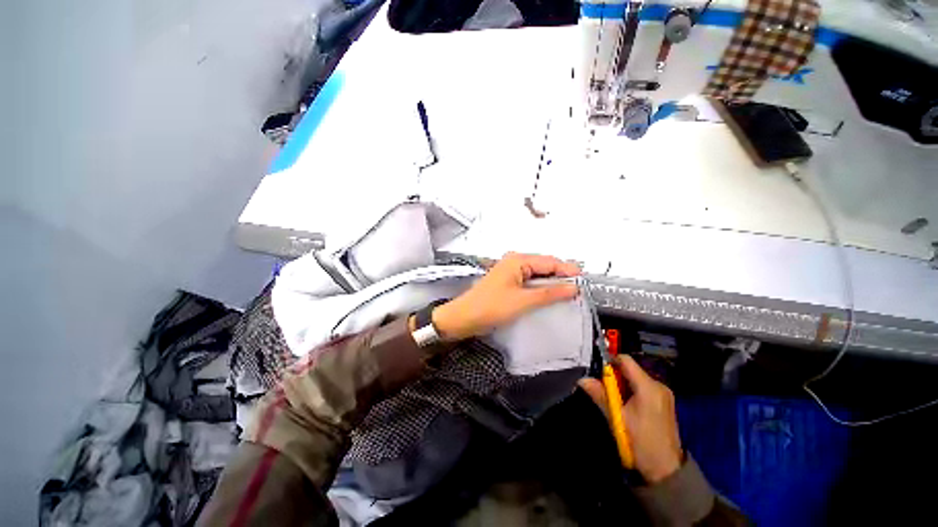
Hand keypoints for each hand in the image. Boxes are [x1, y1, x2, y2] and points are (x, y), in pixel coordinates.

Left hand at [431, 252, 580, 340]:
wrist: (464, 317)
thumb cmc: (491, 307)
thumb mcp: (523, 301)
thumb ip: (549, 293)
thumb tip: (573, 288)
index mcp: (518, 260)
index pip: (550, 261)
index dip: (568, 271)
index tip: (584, 283)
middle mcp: (515, 261)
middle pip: (544, 266)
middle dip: (560, 277)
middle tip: (578, 290)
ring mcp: (510, 271)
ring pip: (537, 274)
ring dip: (551, 283)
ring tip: (567, 294)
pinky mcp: (508, 281)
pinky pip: (529, 281)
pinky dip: (540, 288)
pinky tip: (549, 296)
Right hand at [578, 355, 682, 482]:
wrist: (666, 470)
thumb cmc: (641, 442)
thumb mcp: (617, 418)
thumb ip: (600, 395)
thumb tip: (582, 379)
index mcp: (648, 387)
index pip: (625, 360)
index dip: (609, 361)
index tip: (598, 371)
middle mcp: (659, 385)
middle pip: (630, 369)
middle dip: (614, 376)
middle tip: (602, 388)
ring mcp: (664, 394)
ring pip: (636, 378)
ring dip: (622, 384)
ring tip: (614, 400)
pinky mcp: (664, 402)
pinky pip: (643, 387)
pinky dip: (631, 391)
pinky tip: (626, 406)